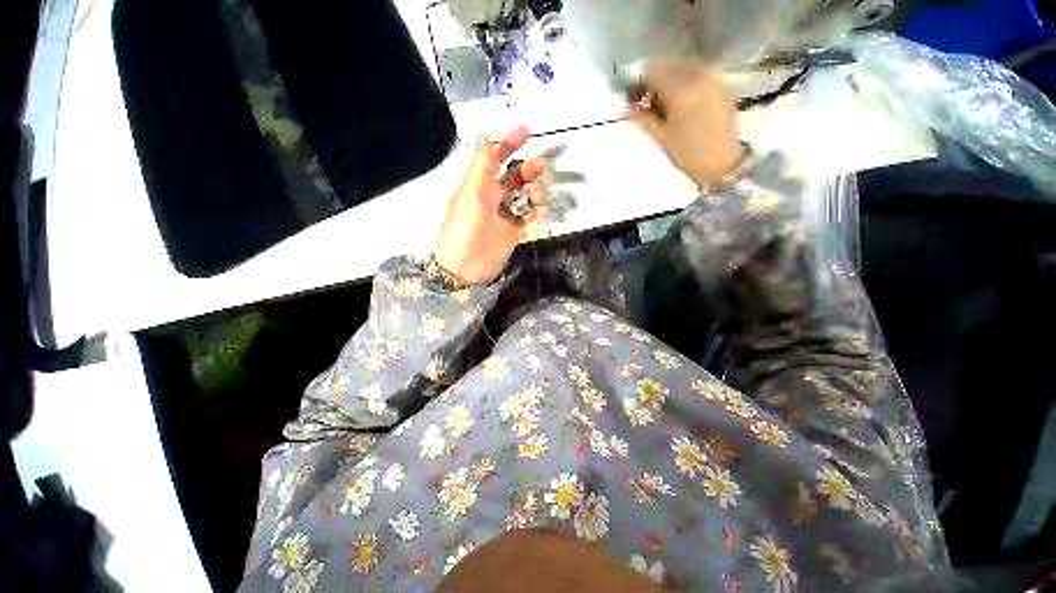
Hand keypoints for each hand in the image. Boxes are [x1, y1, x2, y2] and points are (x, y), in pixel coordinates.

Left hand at [434, 127, 546, 284]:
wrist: (467, 267)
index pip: (494, 158)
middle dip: (526, 169)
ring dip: (532, 190)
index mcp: (478, 184)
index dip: (508, 143)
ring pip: (523, 194)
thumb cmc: (465, 229)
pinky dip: (532, 210)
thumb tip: (485, 135)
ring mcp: (503, 214)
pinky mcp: (512, 230)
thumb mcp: (472, 194)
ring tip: (535, 197)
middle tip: (537, 169)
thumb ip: (481, 166)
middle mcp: (492, 196)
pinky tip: (531, 214)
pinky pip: (526, 214)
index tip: (526, 132)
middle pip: (513, 175)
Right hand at [626, 61, 744, 188]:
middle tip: (649, 103)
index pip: (653, 72)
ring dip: (671, 81)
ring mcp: (713, 79)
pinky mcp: (722, 86)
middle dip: (656, 81)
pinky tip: (683, 104)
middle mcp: (698, 77)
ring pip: (685, 69)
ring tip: (667, 105)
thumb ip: (643, 119)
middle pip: (670, 66)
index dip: (640, 84)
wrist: (722, 163)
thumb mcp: (661, 137)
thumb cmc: (687, 153)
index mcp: (680, 90)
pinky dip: (686, 84)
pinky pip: (699, 75)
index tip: (636, 101)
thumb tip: (627, 110)